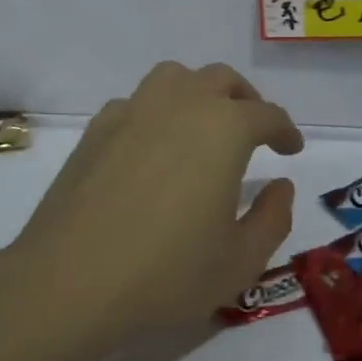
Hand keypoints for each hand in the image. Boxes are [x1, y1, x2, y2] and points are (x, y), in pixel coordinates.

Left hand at [6, 61, 304, 348]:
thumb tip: (280, 186)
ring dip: (199, 92)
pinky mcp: (97, 129)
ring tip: (202, 125)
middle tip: (253, 130)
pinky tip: (152, 146)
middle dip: (245, 101)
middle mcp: (182, 104)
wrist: (69, 283)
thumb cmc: (167, 273)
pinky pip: (137, 102)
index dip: (285, 131)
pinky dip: (156, 112)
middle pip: (222, 80)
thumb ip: (274, 218)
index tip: (291, 149)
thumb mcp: (241, 261)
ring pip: (176, 78)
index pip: (267, 115)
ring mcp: (134, 110)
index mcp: (225, 128)